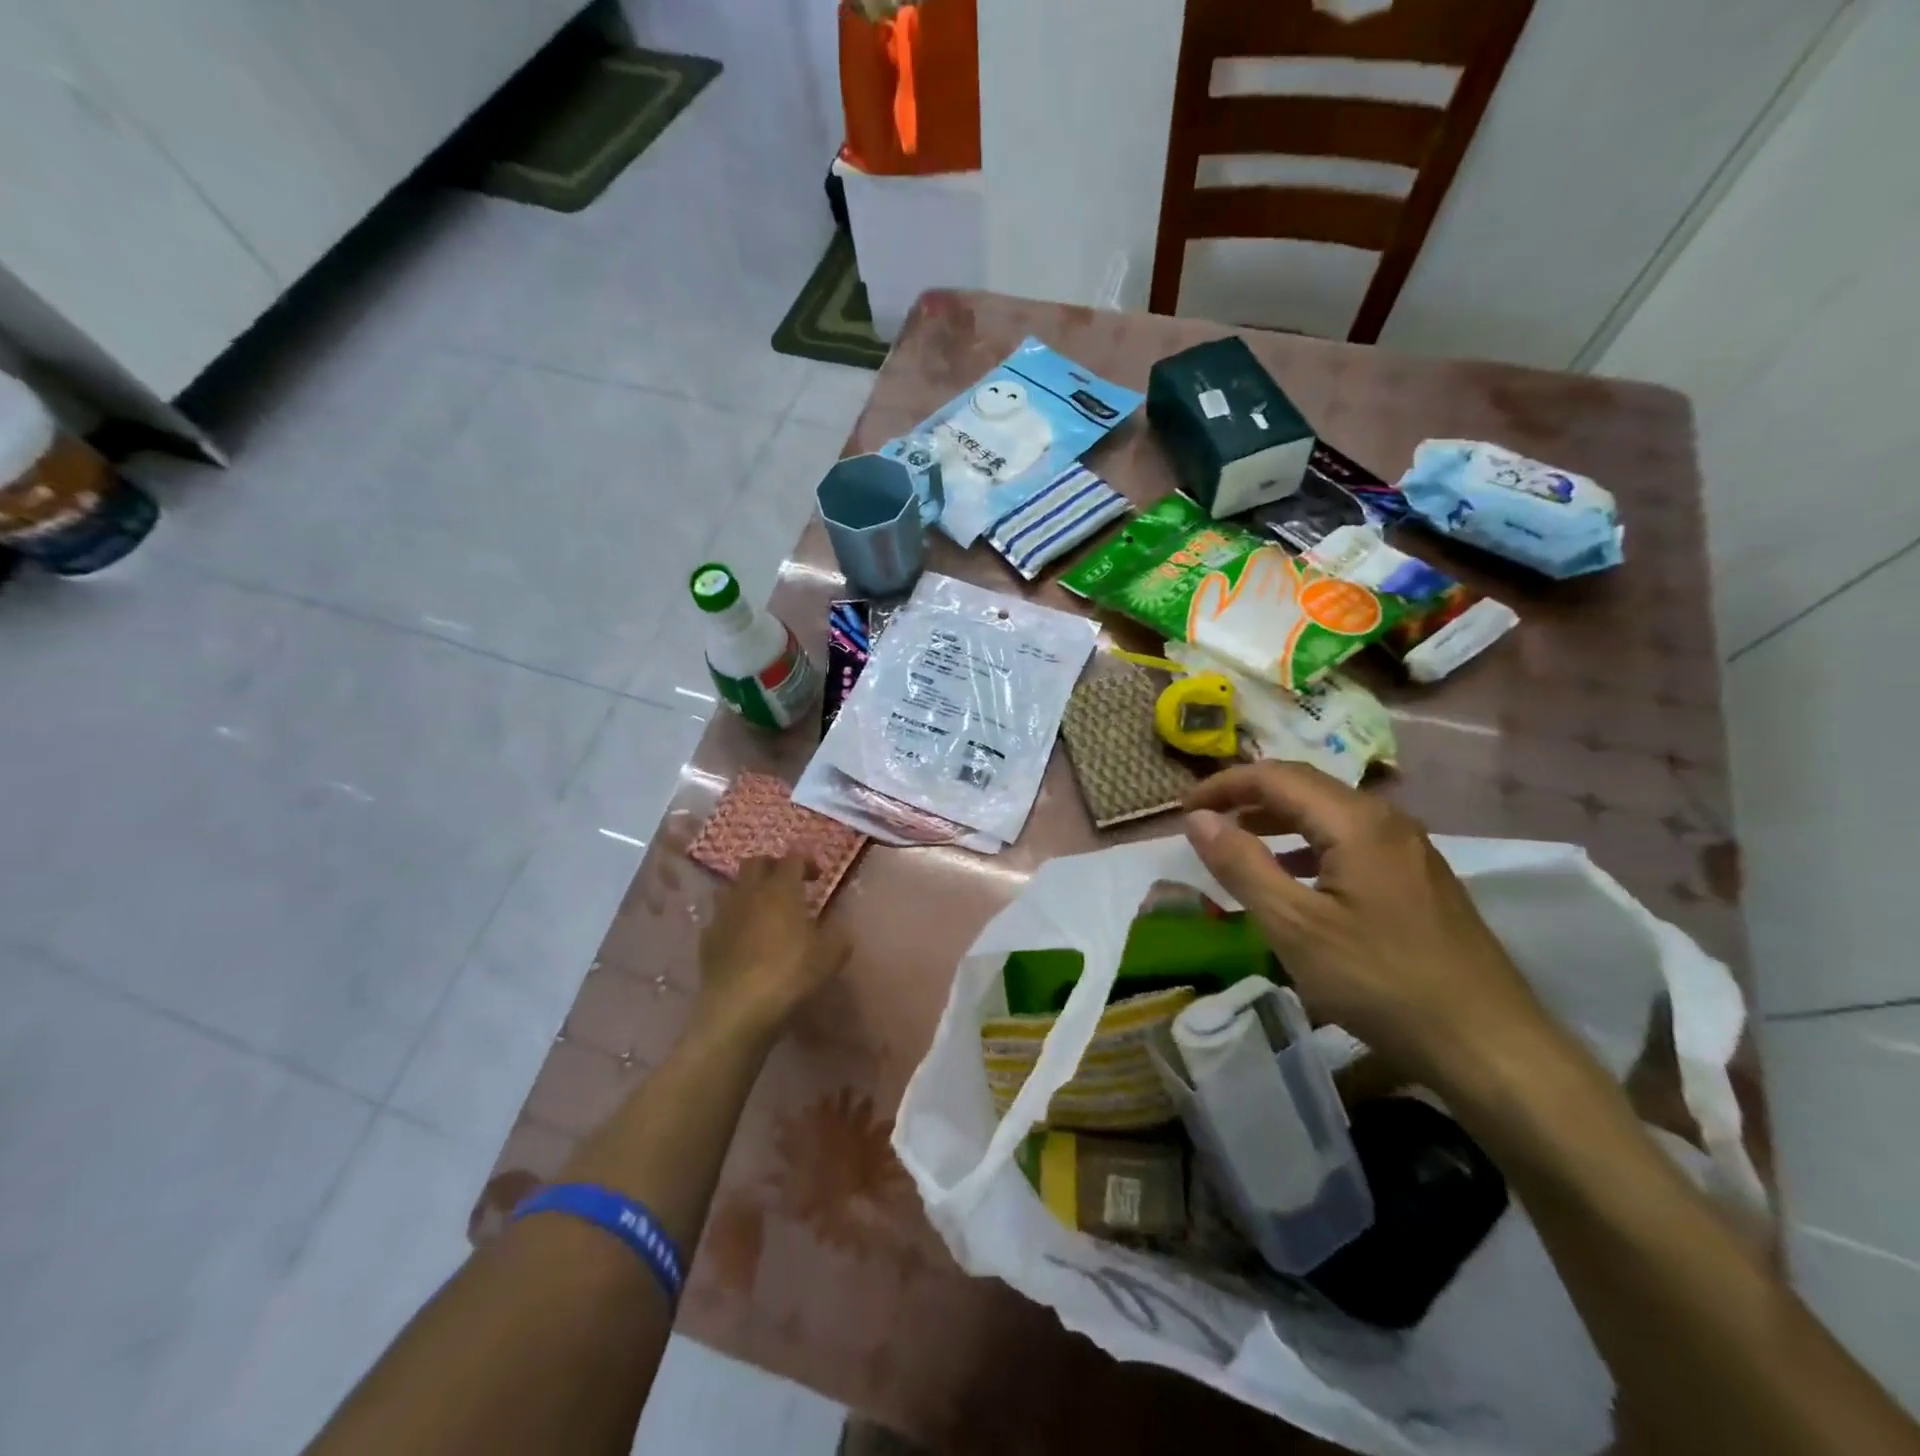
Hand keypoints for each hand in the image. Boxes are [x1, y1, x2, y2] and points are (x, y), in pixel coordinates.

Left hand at [693, 855, 849, 1045]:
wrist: (738, 1010)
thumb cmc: (790, 975)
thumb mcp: (830, 955)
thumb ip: (837, 934)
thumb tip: (837, 926)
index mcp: (781, 889)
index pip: (792, 859)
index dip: (806, 862)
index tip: (817, 877)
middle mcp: (749, 893)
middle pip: (755, 862)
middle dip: (772, 867)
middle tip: (787, 884)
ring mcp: (723, 915)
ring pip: (731, 886)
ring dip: (747, 890)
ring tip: (761, 908)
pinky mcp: (706, 939)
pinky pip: (719, 918)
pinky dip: (732, 920)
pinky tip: (741, 938)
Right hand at [1183, 762, 1561, 1091]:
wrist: (1490, 1045)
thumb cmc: (1380, 982)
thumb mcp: (1294, 926)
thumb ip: (1241, 865)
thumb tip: (1198, 819)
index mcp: (1356, 822)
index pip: (1275, 776)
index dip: (1223, 786)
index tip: (1184, 811)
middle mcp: (1387, 820)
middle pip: (1305, 786)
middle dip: (1248, 797)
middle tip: (1205, 822)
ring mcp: (1409, 849)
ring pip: (1329, 814)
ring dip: (1278, 821)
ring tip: (1239, 843)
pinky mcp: (1418, 878)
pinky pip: (1351, 841)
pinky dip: (1308, 846)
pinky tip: (1294, 879)